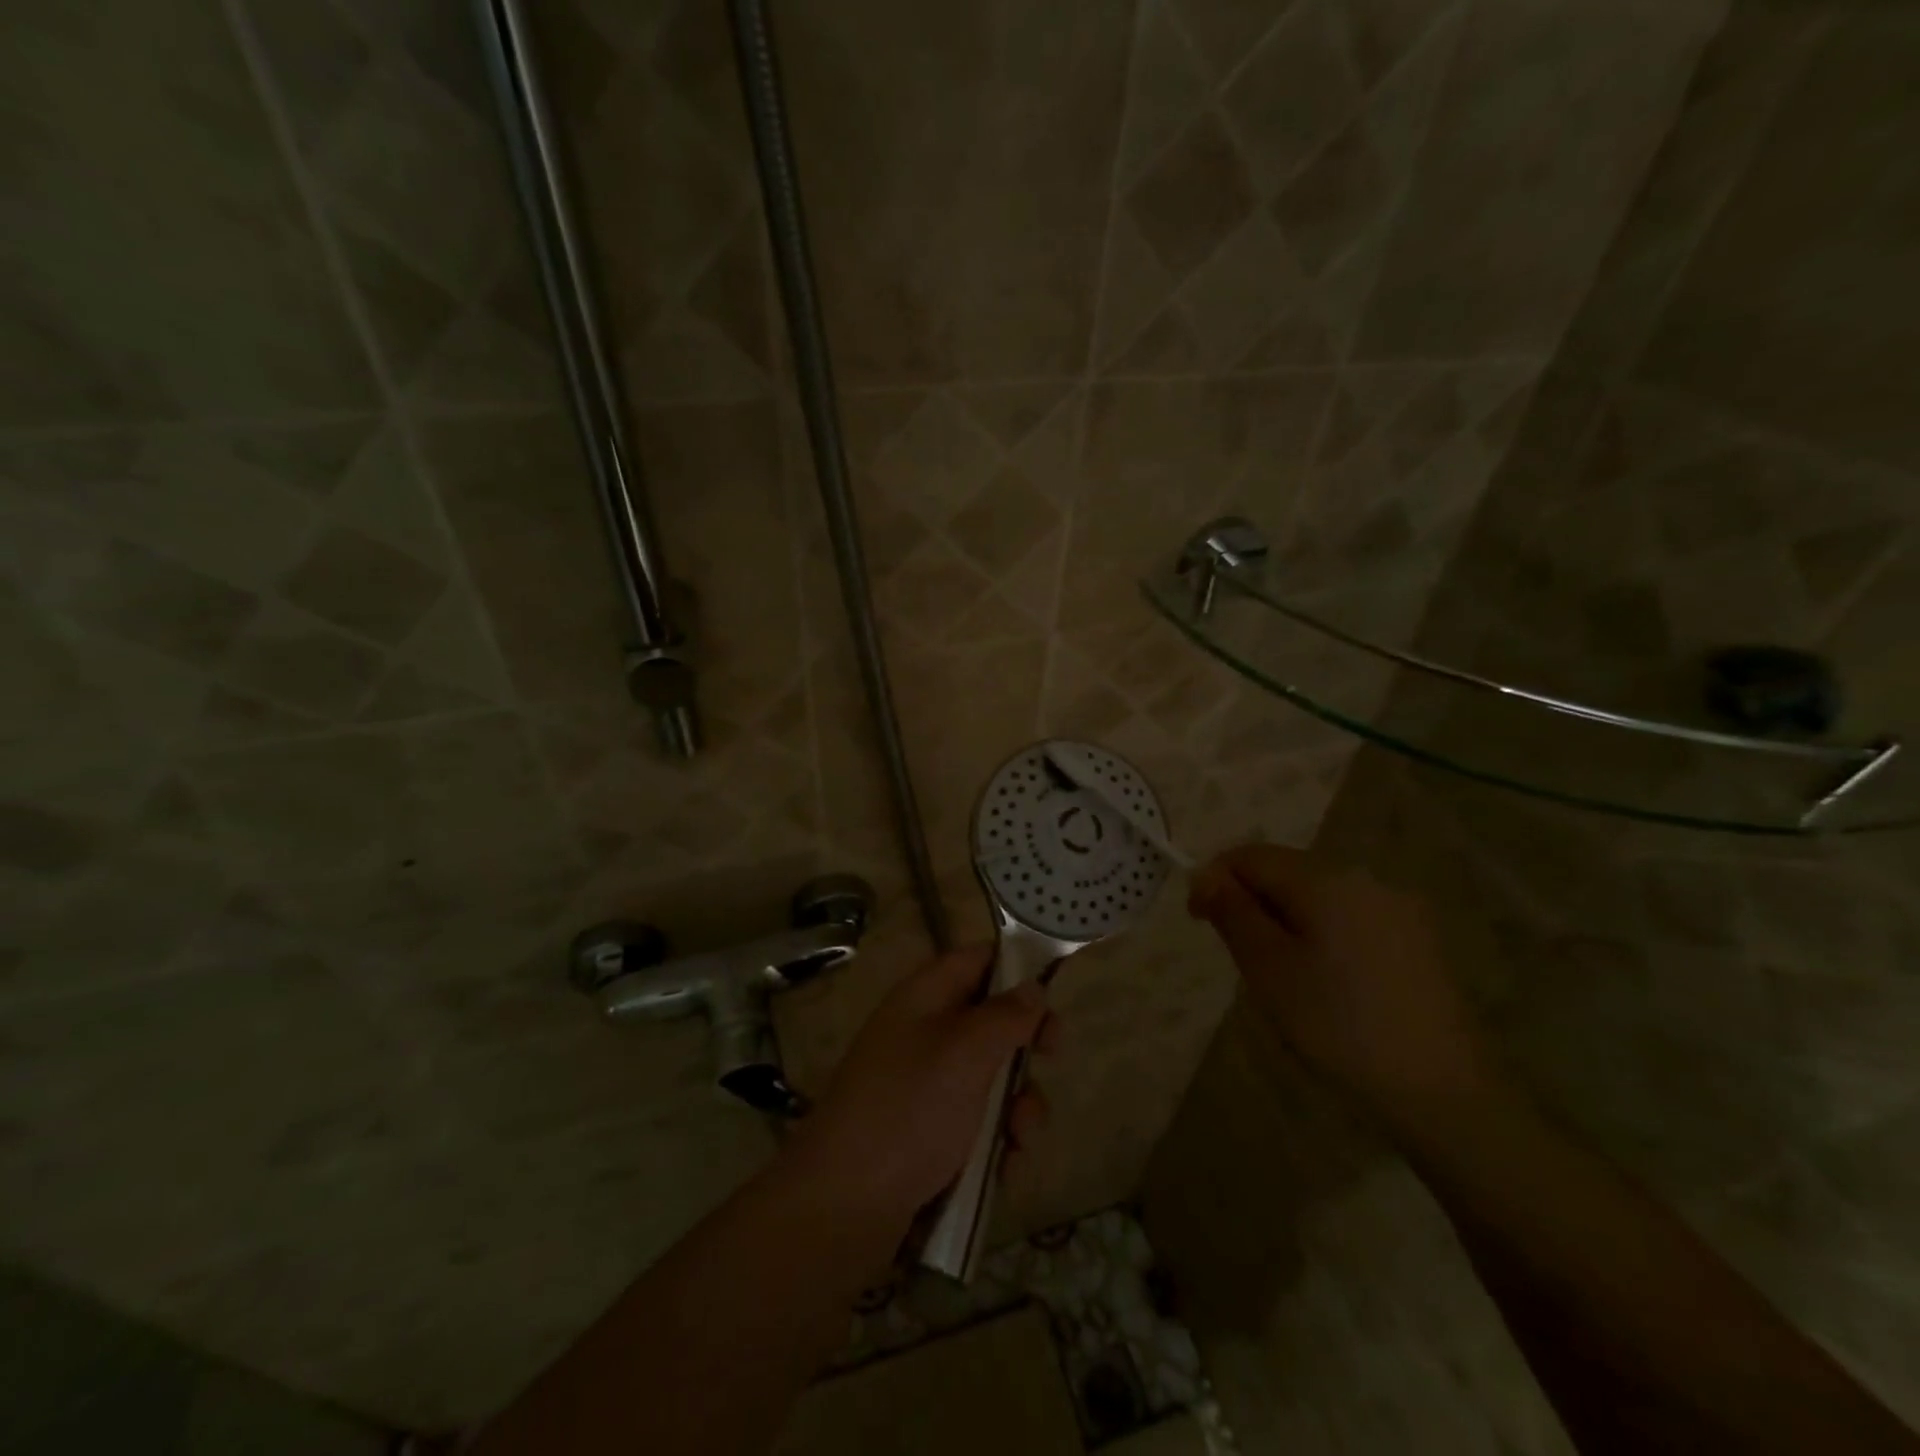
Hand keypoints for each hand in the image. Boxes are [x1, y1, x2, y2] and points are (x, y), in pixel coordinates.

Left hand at [779, 946, 1056, 1230]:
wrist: (844, 1204)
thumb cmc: (909, 1108)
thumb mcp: (965, 1052)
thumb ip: (1006, 1016)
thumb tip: (1032, 986)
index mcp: (925, 997)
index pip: (976, 959)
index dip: (1015, 967)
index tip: (1052, 994)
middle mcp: (924, 1032)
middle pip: (990, 1019)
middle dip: (1026, 1044)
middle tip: (1052, 1058)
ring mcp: (924, 1085)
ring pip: (991, 1077)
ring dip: (1018, 1105)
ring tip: (1021, 1137)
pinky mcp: (928, 1133)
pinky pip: (978, 1124)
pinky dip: (998, 1142)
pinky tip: (1007, 1171)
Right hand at [1188, 844, 1500, 1133]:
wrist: (1443, 1093)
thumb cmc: (1339, 1026)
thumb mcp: (1268, 969)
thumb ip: (1233, 913)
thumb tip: (1206, 875)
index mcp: (1325, 879)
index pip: (1251, 856)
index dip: (1214, 879)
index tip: (1198, 920)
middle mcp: (1364, 879)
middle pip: (1287, 871)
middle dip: (1252, 902)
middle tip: (1239, 956)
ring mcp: (1397, 908)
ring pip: (1318, 896)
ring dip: (1286, 919)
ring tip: (1281, 975)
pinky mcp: (1418, 940)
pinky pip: (1350, 918)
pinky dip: (1322, 935)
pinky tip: (1327, 984)